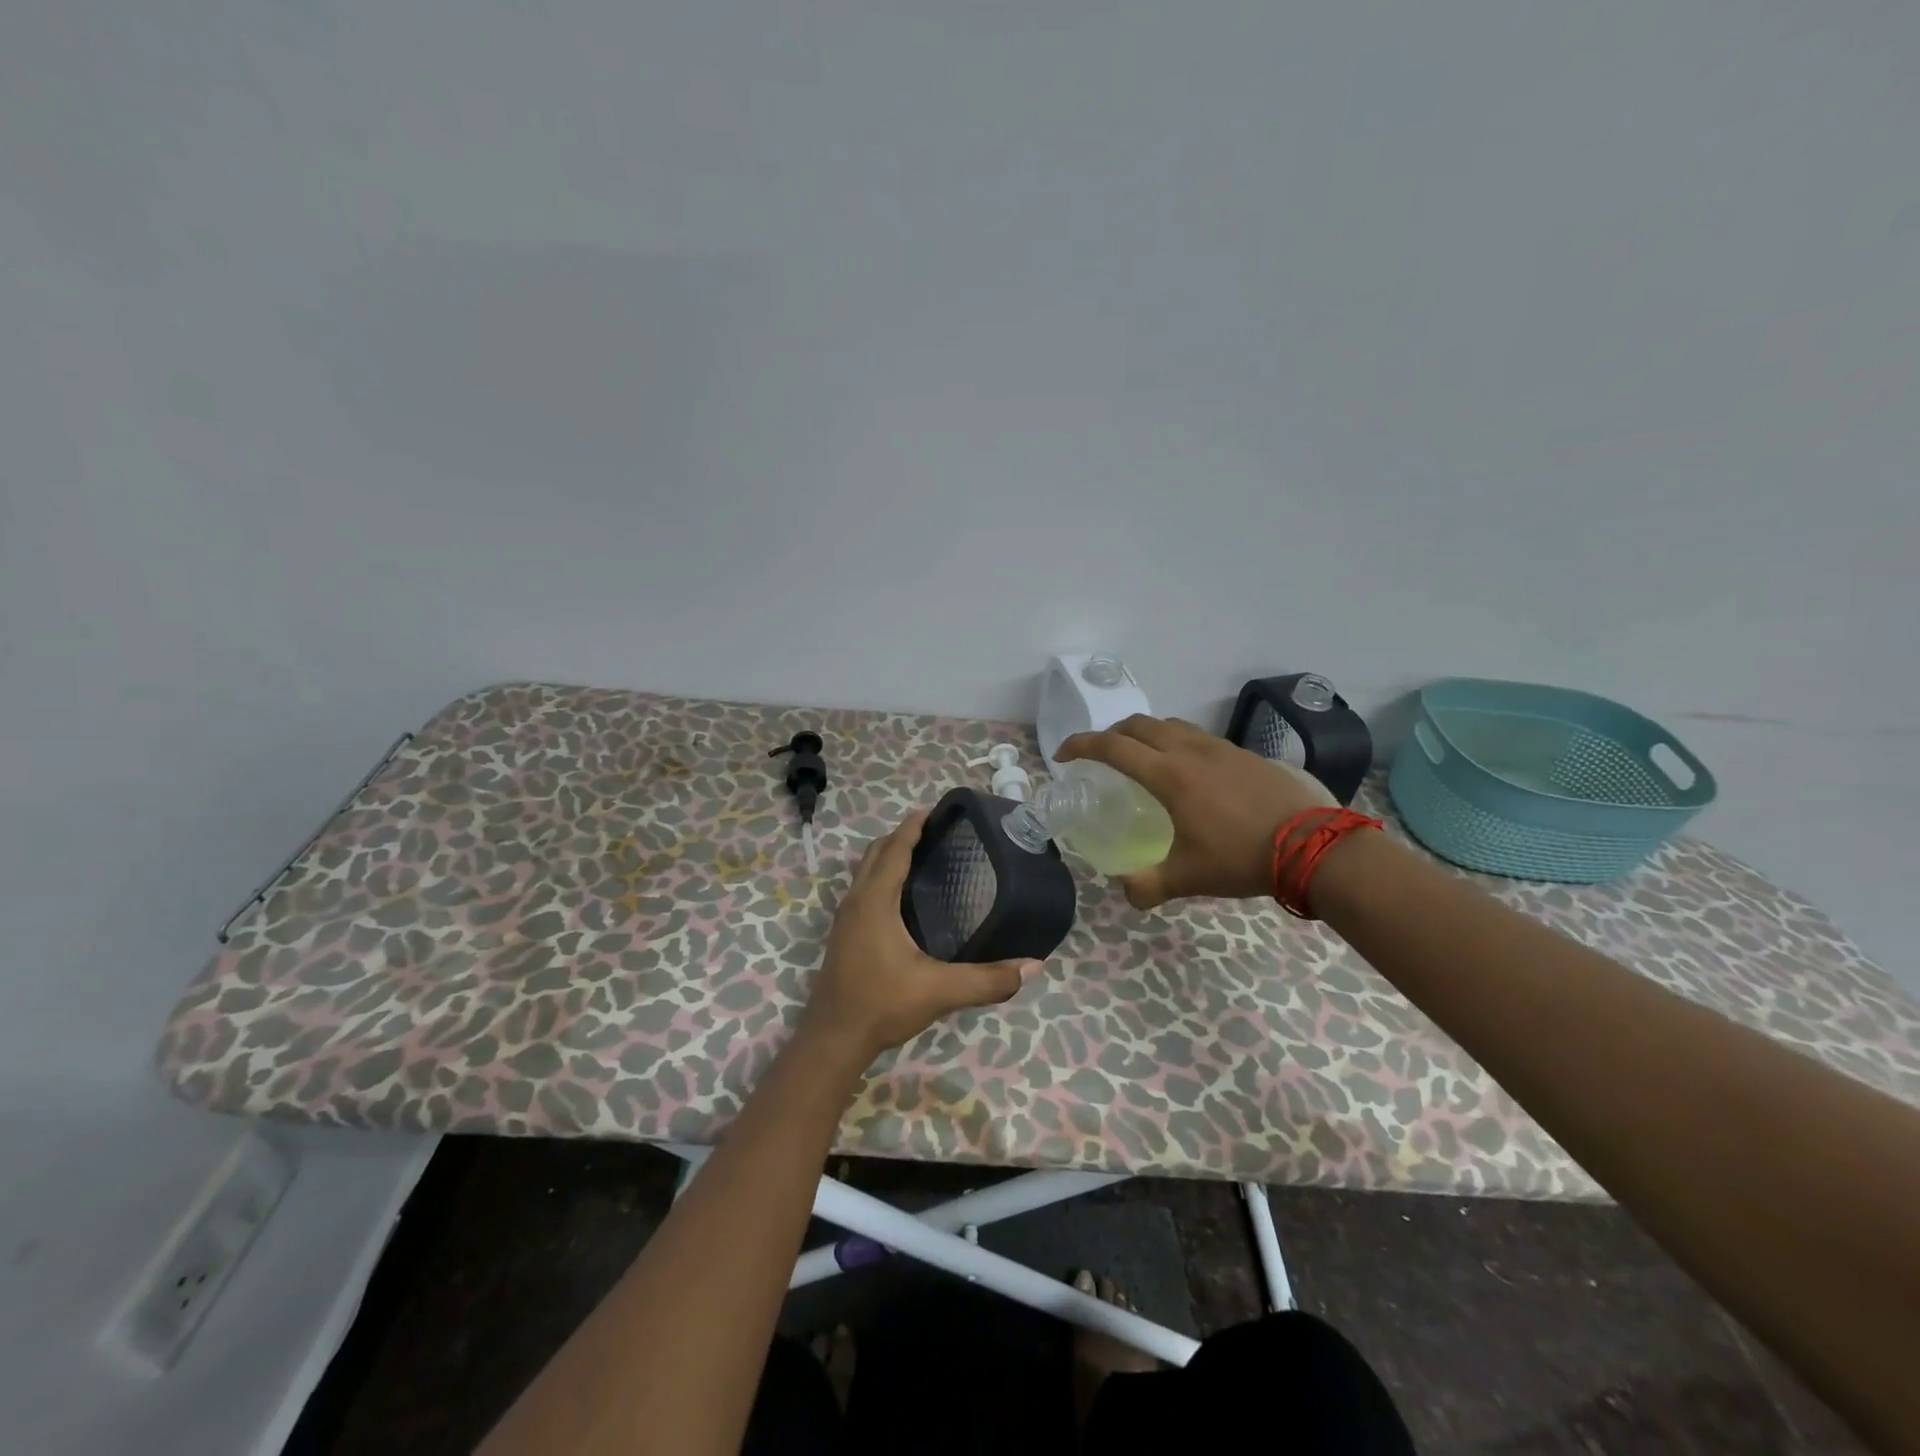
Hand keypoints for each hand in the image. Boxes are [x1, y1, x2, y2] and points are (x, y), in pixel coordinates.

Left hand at [801, 811, 1041, 1066]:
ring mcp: (845, 918)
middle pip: (876, 853)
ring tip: (921, 856)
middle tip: (935, 832)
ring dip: (888, 855)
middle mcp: (856, 901)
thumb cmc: (882, 1004)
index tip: (934, 811)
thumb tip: (1034, 967)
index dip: (912, 827)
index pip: (894, 849)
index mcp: (875, 901)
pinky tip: (901, 897)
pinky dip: (880, 876)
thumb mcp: (940, 991)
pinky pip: (862, 888)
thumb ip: (987, 979)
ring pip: (865, 870)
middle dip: (901, 835)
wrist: (833, 1039)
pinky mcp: (843, 934)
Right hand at [1055, 714, 1335, 908]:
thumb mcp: (1188, 877)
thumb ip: (1148, 886)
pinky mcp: (1245, 754)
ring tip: (1143, 758)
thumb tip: (1125, 891)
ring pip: (1171, 725)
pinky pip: (1199, 737)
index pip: (1112, 747)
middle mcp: (1190, 751)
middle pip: (1139, 725)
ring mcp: (1220, 748)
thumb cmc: (1242, 857)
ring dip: (1146, 734)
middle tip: (1100, 755)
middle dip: (1111, 733)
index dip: (1080, 745)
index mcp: (1168, 775)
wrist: (1315, 845)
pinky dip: (1178, 743)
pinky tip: (1190, 772)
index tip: (1063, 756)